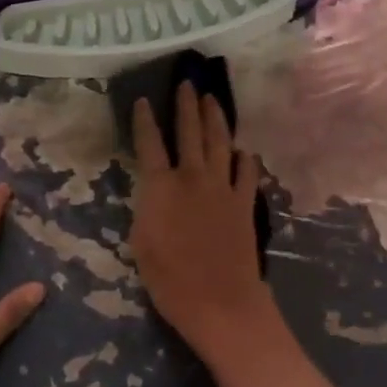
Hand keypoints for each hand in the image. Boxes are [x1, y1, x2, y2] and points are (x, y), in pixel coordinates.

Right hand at [127, 82, 272, 362]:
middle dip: (187, 105)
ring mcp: (222, 188)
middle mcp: (193, 177)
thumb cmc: (170, 281)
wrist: (221, 303)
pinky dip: (244, 158)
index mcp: (161, 187)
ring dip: (215, 118)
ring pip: (219, 143)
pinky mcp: (244, 203)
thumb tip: (152, 191)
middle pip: (189, 132)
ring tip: (212, 99)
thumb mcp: (140, 244)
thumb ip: (146, 209)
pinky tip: (243, 150)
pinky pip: (246, 172)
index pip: (149, 144)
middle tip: (187, 83)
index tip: (144, 100)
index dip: (145, 120)